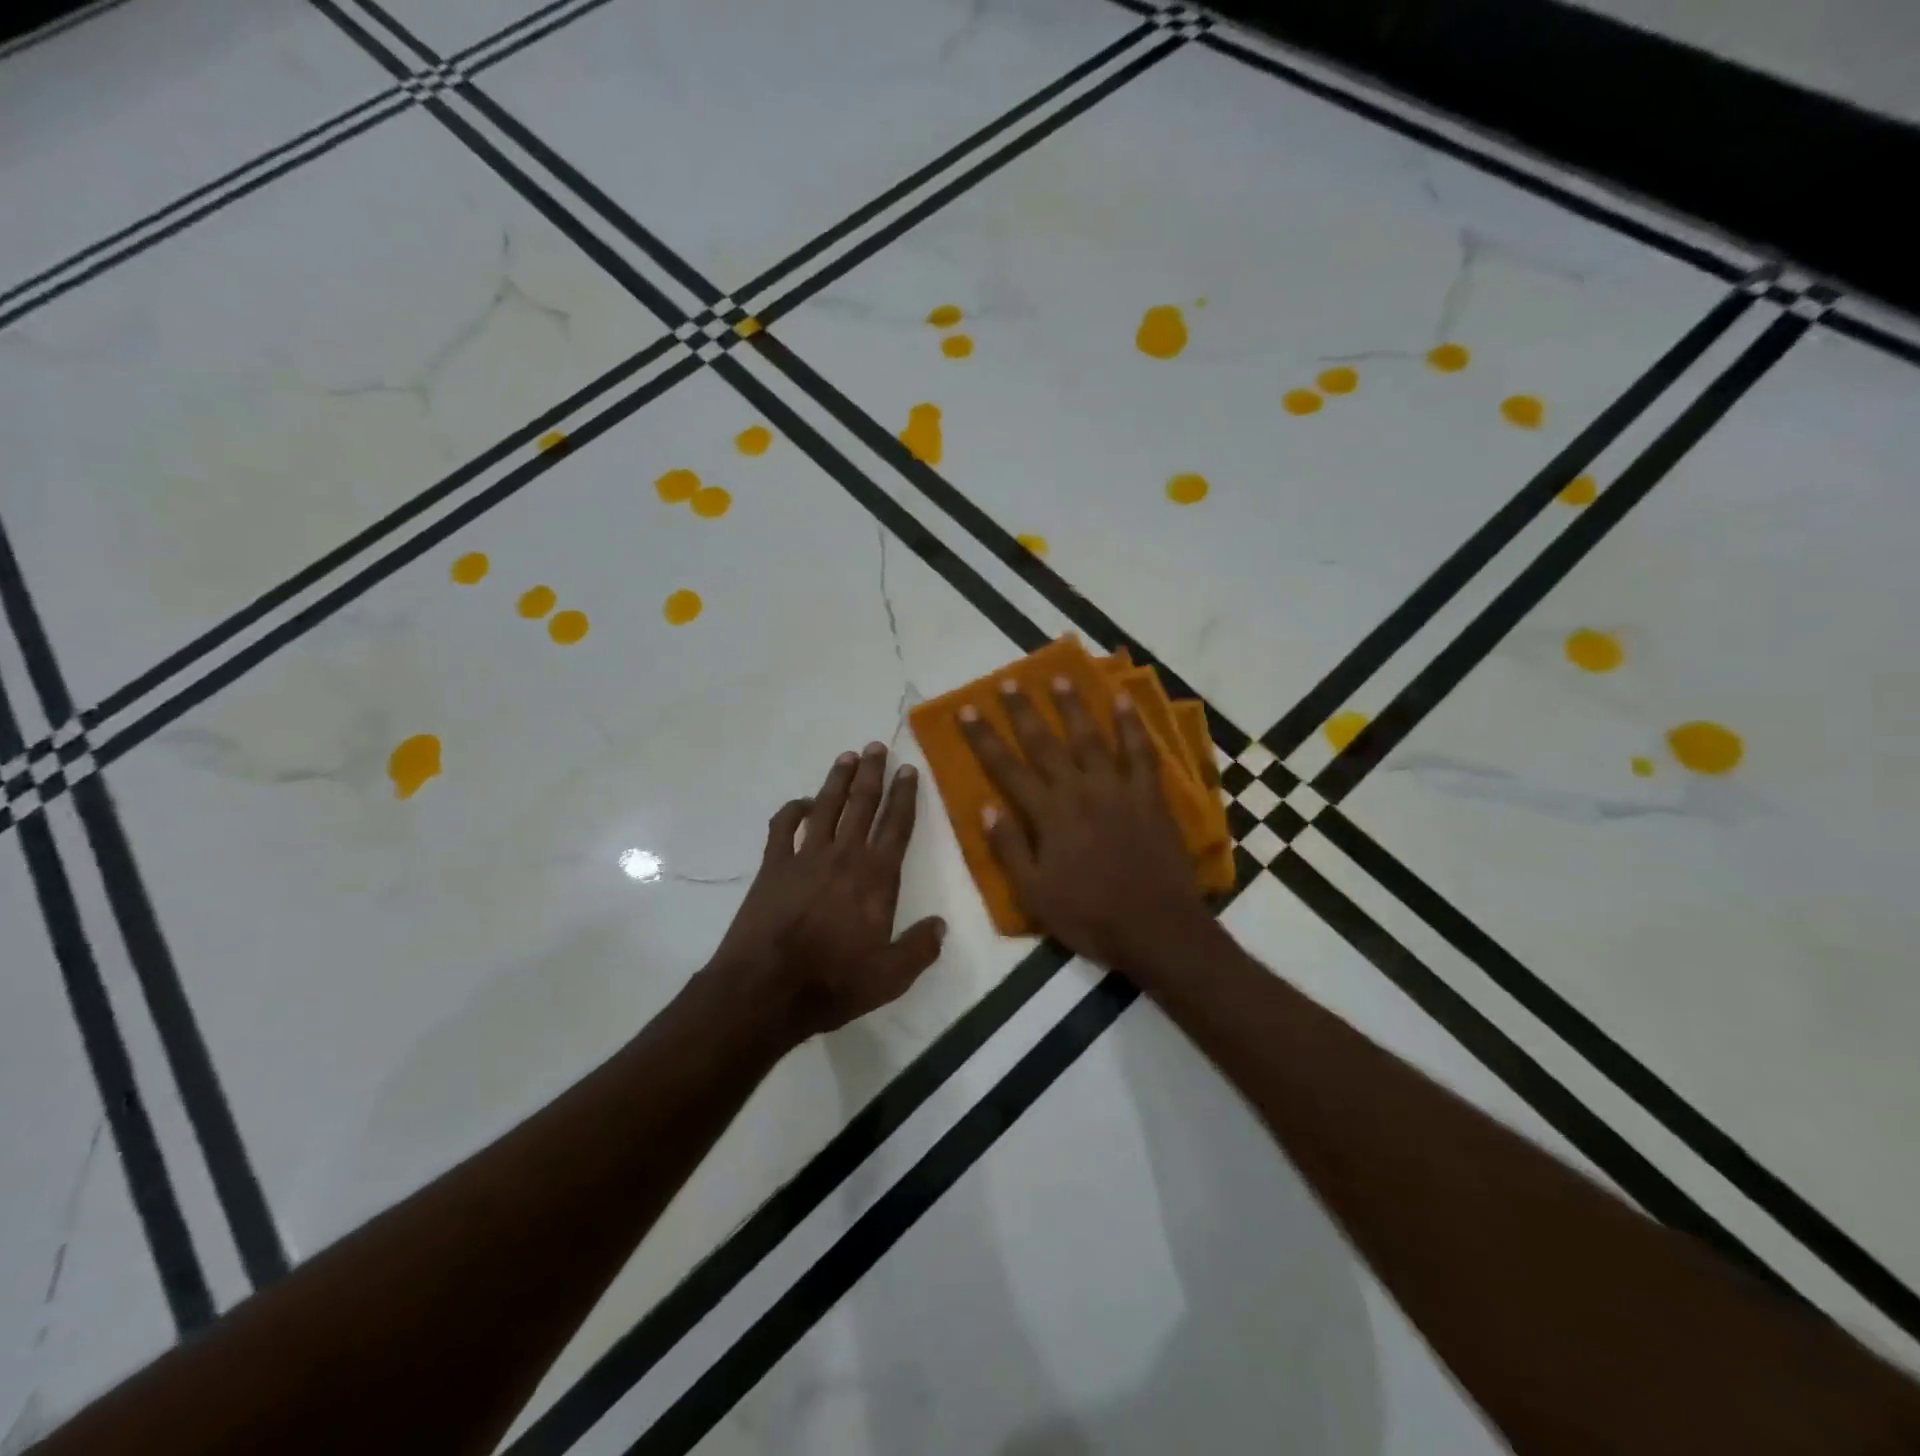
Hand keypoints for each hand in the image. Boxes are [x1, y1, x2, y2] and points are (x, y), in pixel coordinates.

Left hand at [709, 742, 945, 1045]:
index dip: (905, 796)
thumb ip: (920, 948)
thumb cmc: (833, 982)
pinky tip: (802, 802)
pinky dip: (793, 810)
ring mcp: (805, 857)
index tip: (908, 769)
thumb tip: (941, 925)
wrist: (766, 989)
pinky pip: (783, 827)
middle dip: (872, 773)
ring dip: (838, 780)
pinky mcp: (773, 866)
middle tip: (877, 745)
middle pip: (862, 804)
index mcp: (876, 877)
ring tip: (847, 756)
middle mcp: (844, 856)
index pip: (896, 826)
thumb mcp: (891, 976)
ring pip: (827, 806)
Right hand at [959, 677, 1215, 972]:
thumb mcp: (1034, 893)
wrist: (1156, 928)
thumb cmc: (1089, 916)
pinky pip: (1141, 751)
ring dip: (1072, 706)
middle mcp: (1079, 791)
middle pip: (1044, 743)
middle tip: (1008, 682)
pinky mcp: (1150, 795)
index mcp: (1048, 815)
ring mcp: (1117, 789)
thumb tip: (985, 806)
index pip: (1006, 768)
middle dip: (1023, 711)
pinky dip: (1131, 724)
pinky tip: (1122, 700)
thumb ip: (1008, 847)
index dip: (984, 738)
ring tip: (1058, 678)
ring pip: (1090, 737)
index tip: (966, 710)